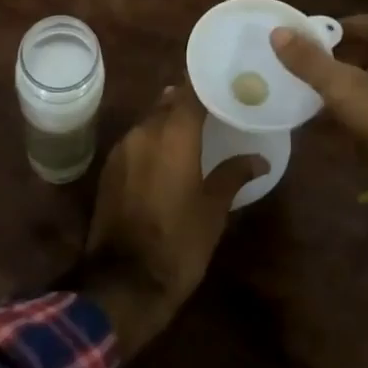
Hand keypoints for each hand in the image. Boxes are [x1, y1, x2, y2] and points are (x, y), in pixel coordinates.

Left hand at [80, 85, 266, 357]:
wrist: (124, 283)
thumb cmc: (179, 242)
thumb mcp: (214, 210)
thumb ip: (233, 175)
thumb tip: (259, 159)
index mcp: (173, 133)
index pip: (190, 91)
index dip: (206, 85)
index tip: (224, 84)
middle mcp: (144, 131)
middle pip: (168, 103)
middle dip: (187, 105)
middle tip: (213, 113)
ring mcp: (122, 149)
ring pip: (149, 122)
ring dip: (168, 125)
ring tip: (191, 137)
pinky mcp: (108, 169)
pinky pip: (135, 143)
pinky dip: (151, 144)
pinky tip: (165, 160)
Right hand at [270, 12, 367, 179]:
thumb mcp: (344, 86)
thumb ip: (310, 61)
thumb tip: (277, 32)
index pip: (362, 22)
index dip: (335, 31)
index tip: (310, 44)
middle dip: (341, 57)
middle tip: (313, 69)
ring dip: (354, 80)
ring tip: (325, 93)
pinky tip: (350, 118)